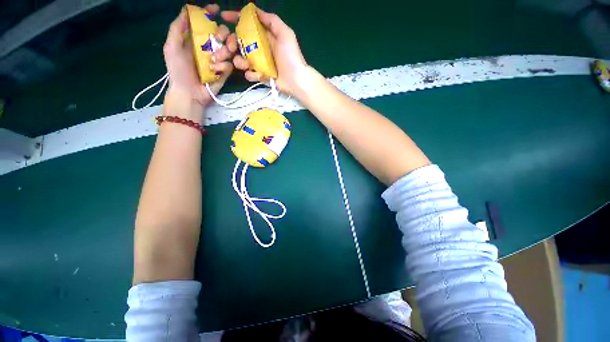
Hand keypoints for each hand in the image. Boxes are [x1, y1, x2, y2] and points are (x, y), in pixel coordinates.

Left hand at [163, 4, 236, 109]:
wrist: (189, 93)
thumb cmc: (178, 70)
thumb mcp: (171, 47)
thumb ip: (177, 29)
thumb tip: (186, 10)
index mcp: (196, 39)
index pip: (205, 22)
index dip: (209, 13)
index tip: (215, 9)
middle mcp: (209, 47)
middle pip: (222, 33)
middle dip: (222, 33)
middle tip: (219, 39)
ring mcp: (219, 59)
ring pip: (230, 48)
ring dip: (224, 50)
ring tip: (214, 59)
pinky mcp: (226, 72)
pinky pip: (230, 64)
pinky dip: (223, 66)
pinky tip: (215, 71)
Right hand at [221, 8, 312, 96]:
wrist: (296, 80)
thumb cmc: (291, 56)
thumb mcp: (285, 33)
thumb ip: (272, 21)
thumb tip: (255, 11)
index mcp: (265, 36)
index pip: (248, 25)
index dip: (236, 19)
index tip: (224, 17)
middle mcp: (261, 49)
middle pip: (241, 42)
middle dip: (233, 43)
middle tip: (231, 47)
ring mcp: (261, 63)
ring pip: (243, 59)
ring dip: (240, 61)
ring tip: (244, 64)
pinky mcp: (262, 76)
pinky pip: (251, 74)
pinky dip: (250, 75)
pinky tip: (255, 75)